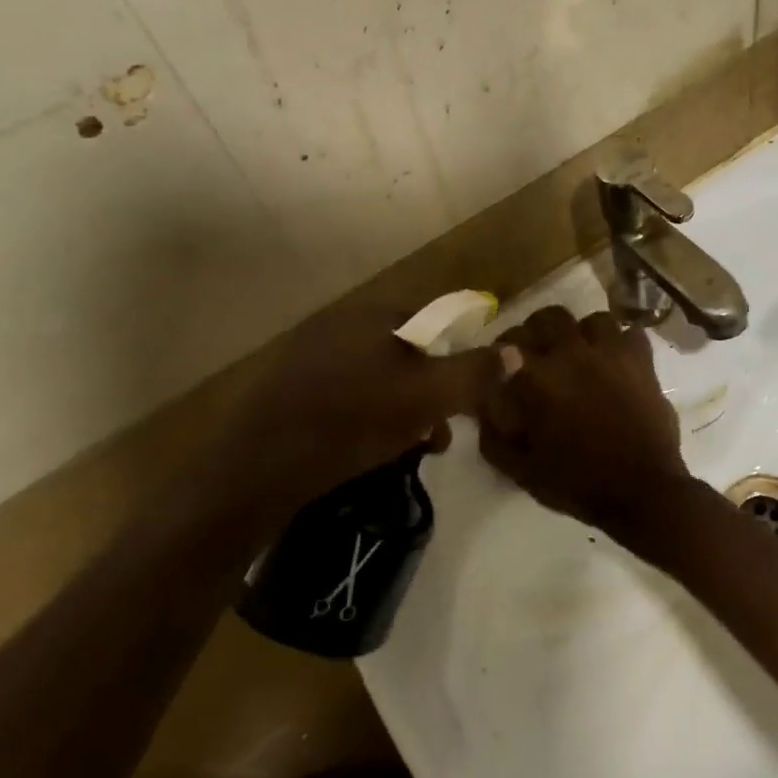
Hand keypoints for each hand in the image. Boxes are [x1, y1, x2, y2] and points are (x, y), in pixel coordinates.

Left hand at [215, 299, 511, 518]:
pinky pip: (347, 391)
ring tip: (411, 448)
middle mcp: (340, 321)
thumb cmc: (355, 420)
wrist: (262, 464)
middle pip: (407, 352)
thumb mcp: (430, 397)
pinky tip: (371, 447)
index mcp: (373, 312)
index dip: (456, 358)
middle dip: (431, 391)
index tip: (463, 399)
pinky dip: (368, 414)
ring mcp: (310, 352)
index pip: (434, 321)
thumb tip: (515, 352)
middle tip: (438, 432)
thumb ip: (475, 373)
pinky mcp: (291, 385)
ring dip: (403, 408)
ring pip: (378, 375)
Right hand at [475, 306, 695, 537]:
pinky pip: (631, 333)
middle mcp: (572, 354)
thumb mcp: (522, 471)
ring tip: (583, 352)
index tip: (503, 363)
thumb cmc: (577, 483)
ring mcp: (612, 353)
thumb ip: (495, 438)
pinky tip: (617, 359)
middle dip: (539, 331)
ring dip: (583, 333)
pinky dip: (622, 342)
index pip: (508, 344)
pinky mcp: (643, 361)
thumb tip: (483, 410)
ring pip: (593, 320)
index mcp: (538, 378)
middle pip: (549, 318)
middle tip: (540, 351)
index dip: (502, 351)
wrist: (642, 491)